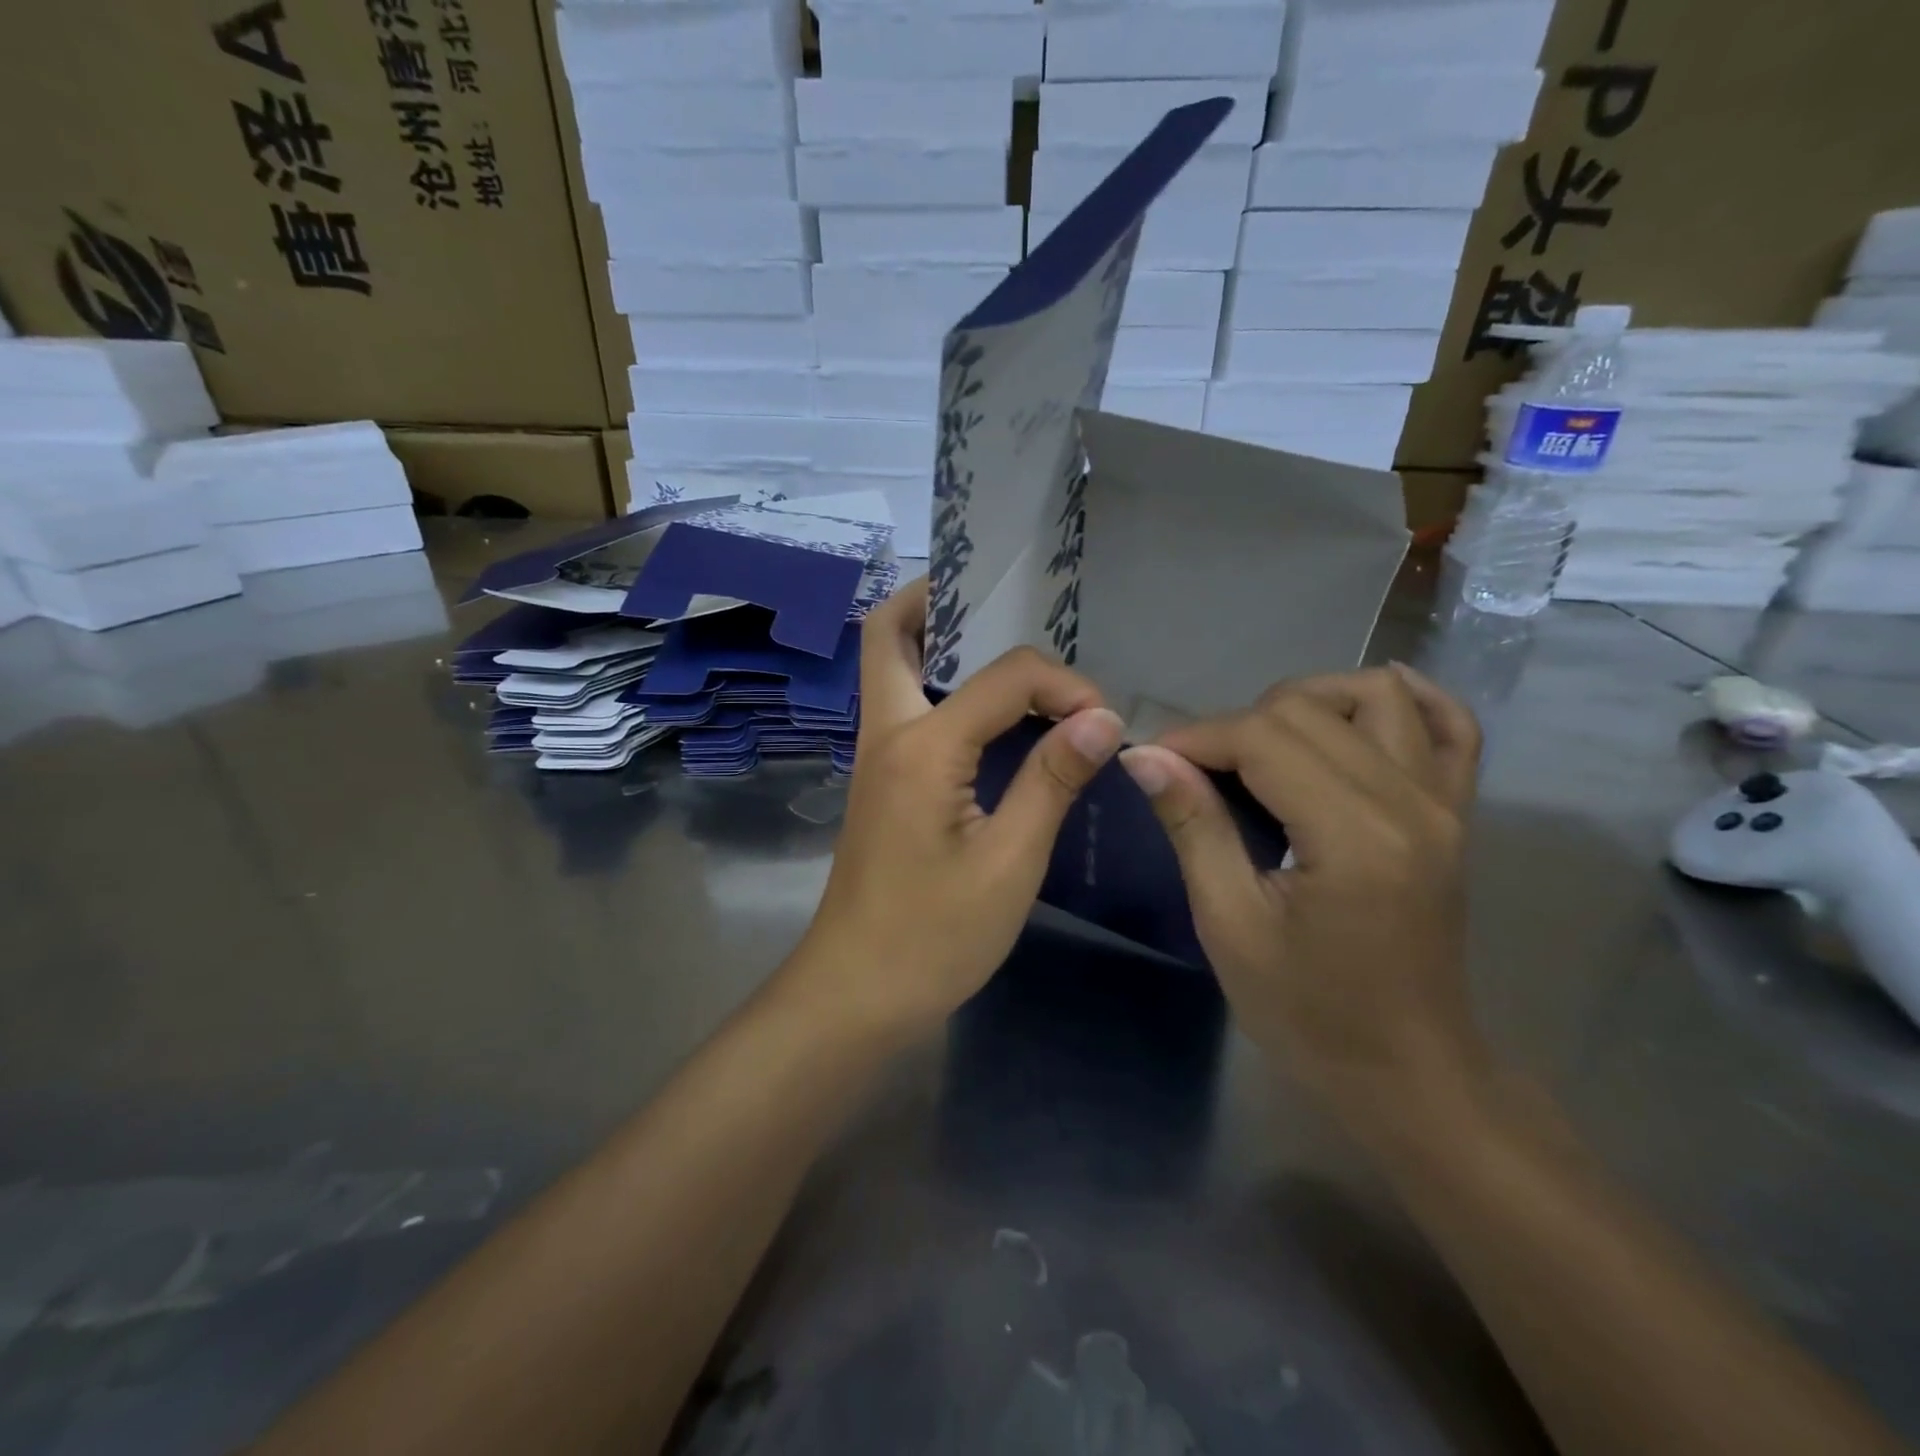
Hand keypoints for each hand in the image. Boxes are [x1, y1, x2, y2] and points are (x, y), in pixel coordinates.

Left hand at [789, 578, 1124, 1037]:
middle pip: (890, 633)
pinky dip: (944, 686)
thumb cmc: (935, 936)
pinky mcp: (882, 781)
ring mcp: (876, 756)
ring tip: (1010, 654)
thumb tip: (1102, 717)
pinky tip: (993, 715)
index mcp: (921, 746)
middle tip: (1005, 605)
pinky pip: (908, 706)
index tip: (1102, 724)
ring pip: (893, 666)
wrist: (855, 992)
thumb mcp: (1010, 862)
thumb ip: (1052, 779)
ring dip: (941, 641)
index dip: (1064, 685)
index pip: (1005, 676)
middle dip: (942, 602)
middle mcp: (887, 733)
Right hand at [1117, 666, 1485, 1104]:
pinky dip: (1406, 699)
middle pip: (1308, 709)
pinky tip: (1356, 707)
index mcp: (1353, 836)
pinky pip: (1451, 727)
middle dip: (1234, 725)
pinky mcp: (1456, 815)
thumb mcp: (1230, 926)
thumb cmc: (1308, 1014)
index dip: (1194, 737)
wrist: (1408, 1072)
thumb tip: (1144, 756)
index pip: (1263, 737)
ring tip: (1261, 744)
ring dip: (1305, 701)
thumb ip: (1193, 827)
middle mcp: (1410, 802)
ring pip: (1375, 695)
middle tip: (1194, 771)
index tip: (1149, 760)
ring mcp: (1444, 804)